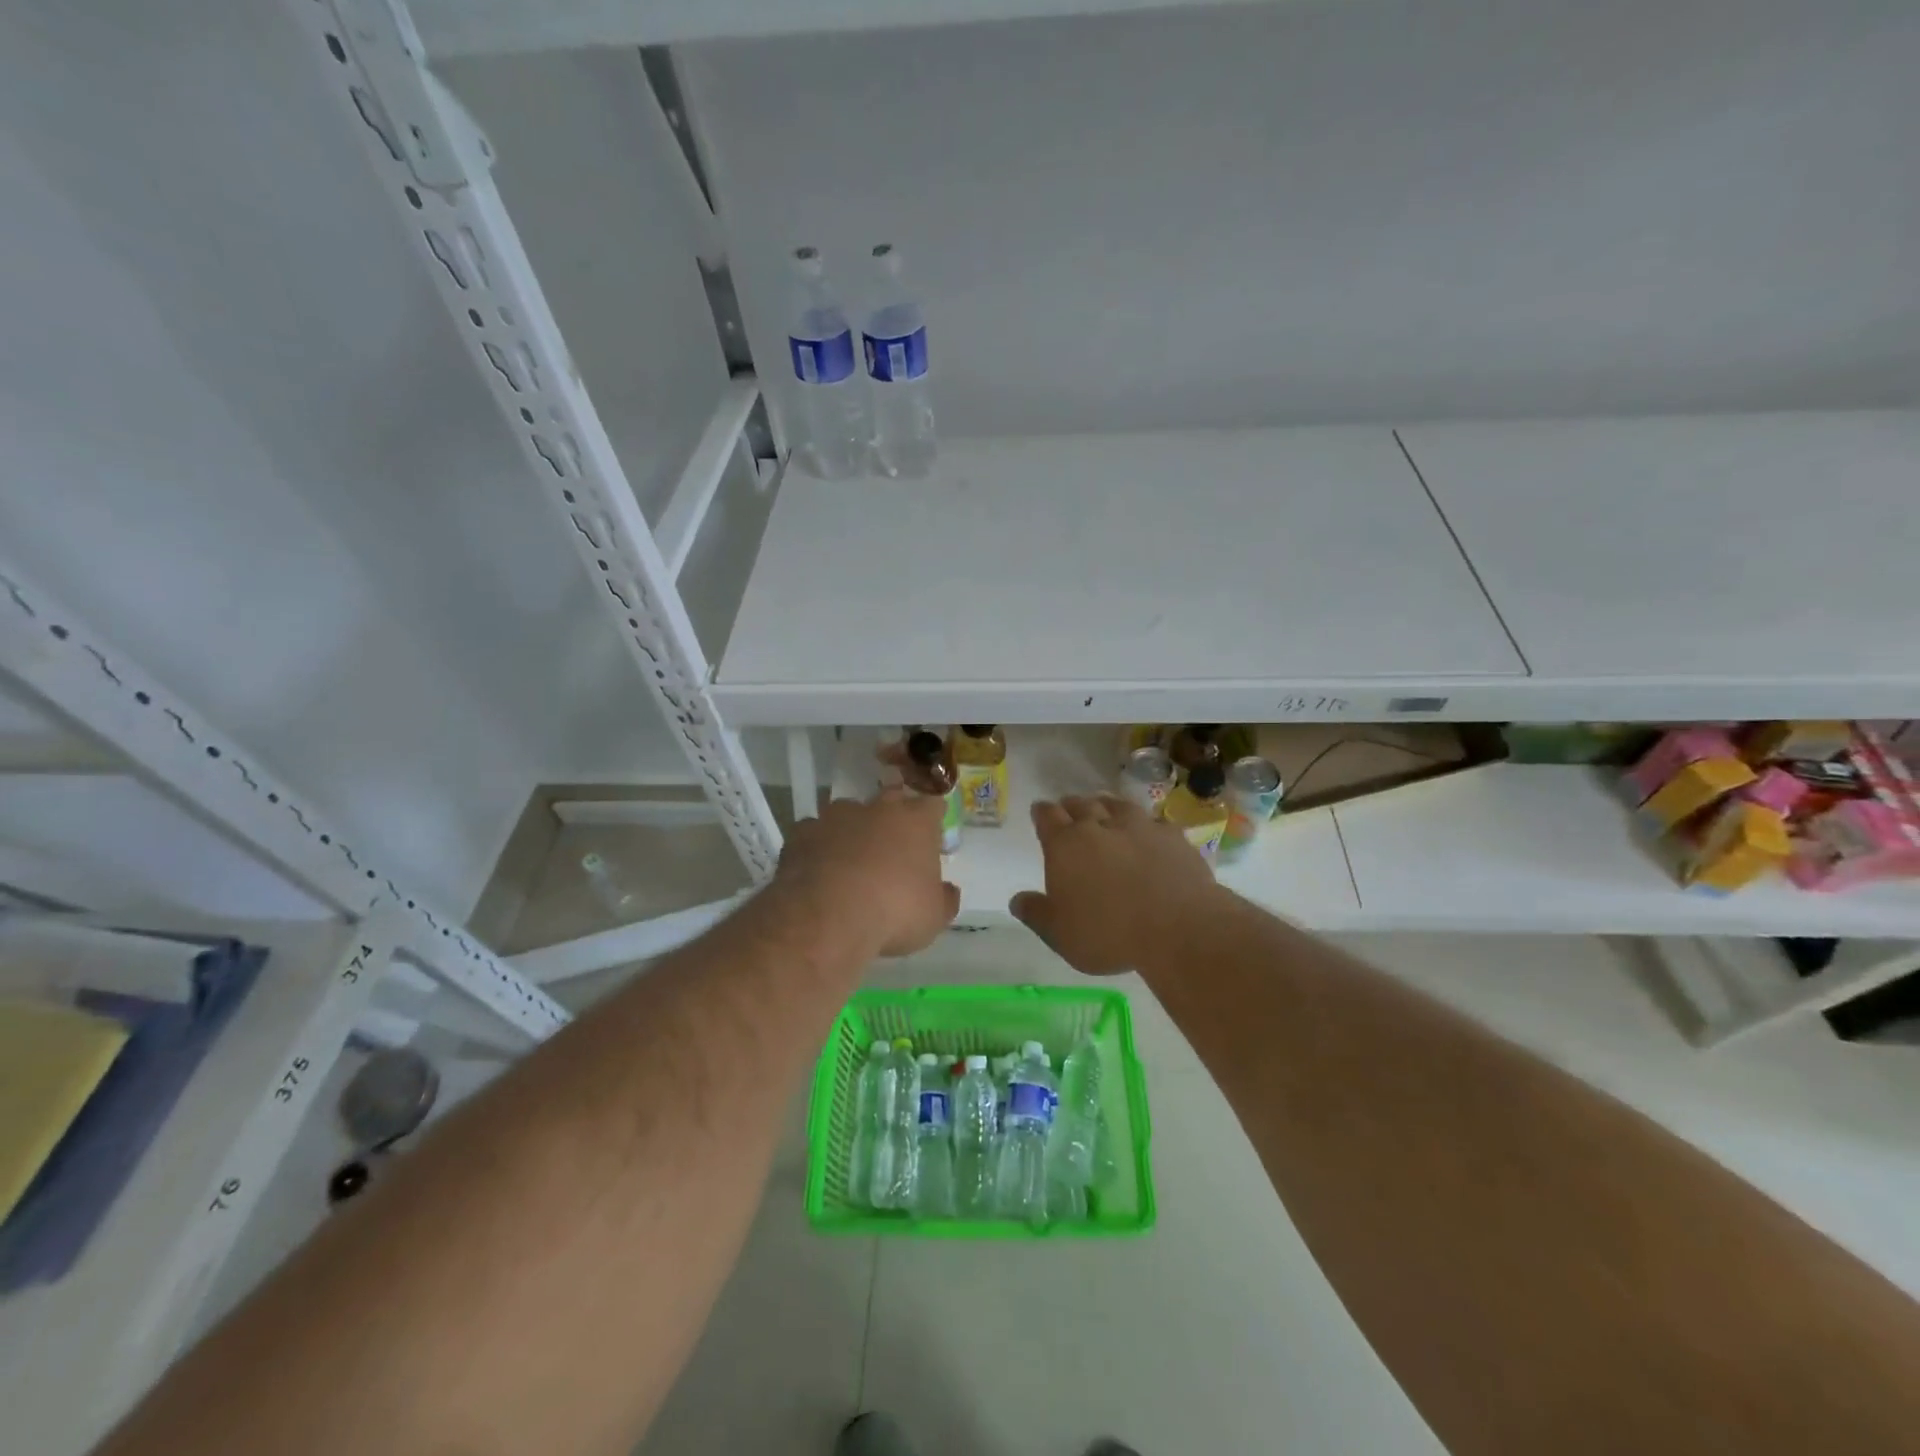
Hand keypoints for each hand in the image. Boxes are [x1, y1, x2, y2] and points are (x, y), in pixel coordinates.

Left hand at [773, 790, 959, 956]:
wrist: (828, 916)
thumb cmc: (894, 912)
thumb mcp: (933, 917)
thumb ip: (944, 899)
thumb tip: (949, 891)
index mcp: (916, 822)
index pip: (932, 805)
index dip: (932, 818)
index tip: (931, 835)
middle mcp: (877, 809)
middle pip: (890, 800)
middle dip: (892, 818)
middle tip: (892, 846)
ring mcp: (835, 817)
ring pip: (848, 814)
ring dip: (851, 831)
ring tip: (850, 860)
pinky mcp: (801, 833)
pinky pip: (813, 834)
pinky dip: (818, 847)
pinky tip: (817, 870)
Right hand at [1010, 795, 1226, 974]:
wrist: (1179, 927)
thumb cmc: (1109, 933)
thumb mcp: (1060, 935)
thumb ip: (1036, 914)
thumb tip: (1017, 900)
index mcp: (1065, 845)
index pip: (1047, 816)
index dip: (1042, 813)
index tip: (1040, 812)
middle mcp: (1099, 826)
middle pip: (1081, 804)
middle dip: (1072, 807)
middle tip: (1070, 813)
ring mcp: (1139, 826)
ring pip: (1117, 804)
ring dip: (1106, 806)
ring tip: (1105, 813)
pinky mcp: (1172, 836)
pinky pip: (1153, 821)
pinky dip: (1145, 825)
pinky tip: (1148, 834)